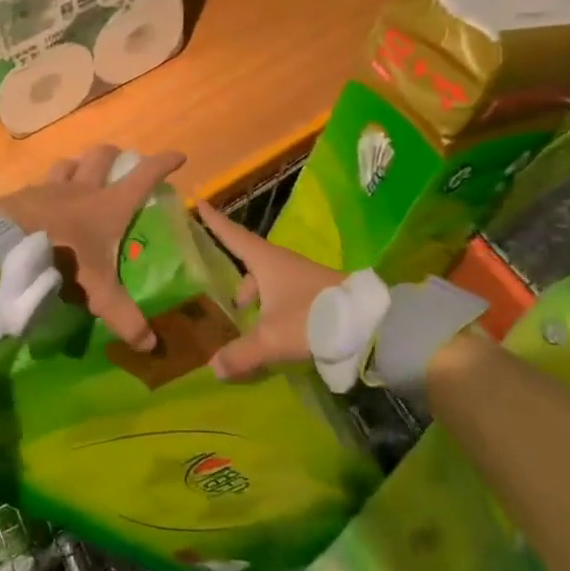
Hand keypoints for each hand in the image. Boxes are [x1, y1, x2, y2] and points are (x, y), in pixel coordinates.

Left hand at [0, 146, 185, 351]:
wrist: (5, 246)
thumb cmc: (62, 259)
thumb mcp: (97, 291)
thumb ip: (123, 317)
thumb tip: (151, 346)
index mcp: (108, 205)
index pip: (143, 176)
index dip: (162, 164)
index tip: (178, 156)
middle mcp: (81, 188)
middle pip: (101, 157)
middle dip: (115, 155)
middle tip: (120, 163)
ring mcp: (49, 188)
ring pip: (68, 164)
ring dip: (78, 165)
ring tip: (81, 175)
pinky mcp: (23, 196)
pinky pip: (40, 183)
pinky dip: (47, 187)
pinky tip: (44, 201)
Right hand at [196, 204, 348, 379]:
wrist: (369, 324)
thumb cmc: (310, 318)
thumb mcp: (271, 339)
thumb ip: (241, 354)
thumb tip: (213, 368)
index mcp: (266, 261)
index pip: (233, 236)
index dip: (215, 222)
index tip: (200, 203)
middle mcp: (283, 264)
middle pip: (252, 265)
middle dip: (240, 283)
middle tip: (229, 303)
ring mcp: (303, 278)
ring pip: (271, 283)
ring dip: (260, 300)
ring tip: (251, 325)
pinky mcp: (319, 295)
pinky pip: (287, 297)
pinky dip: (276, 310)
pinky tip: (277, 332)